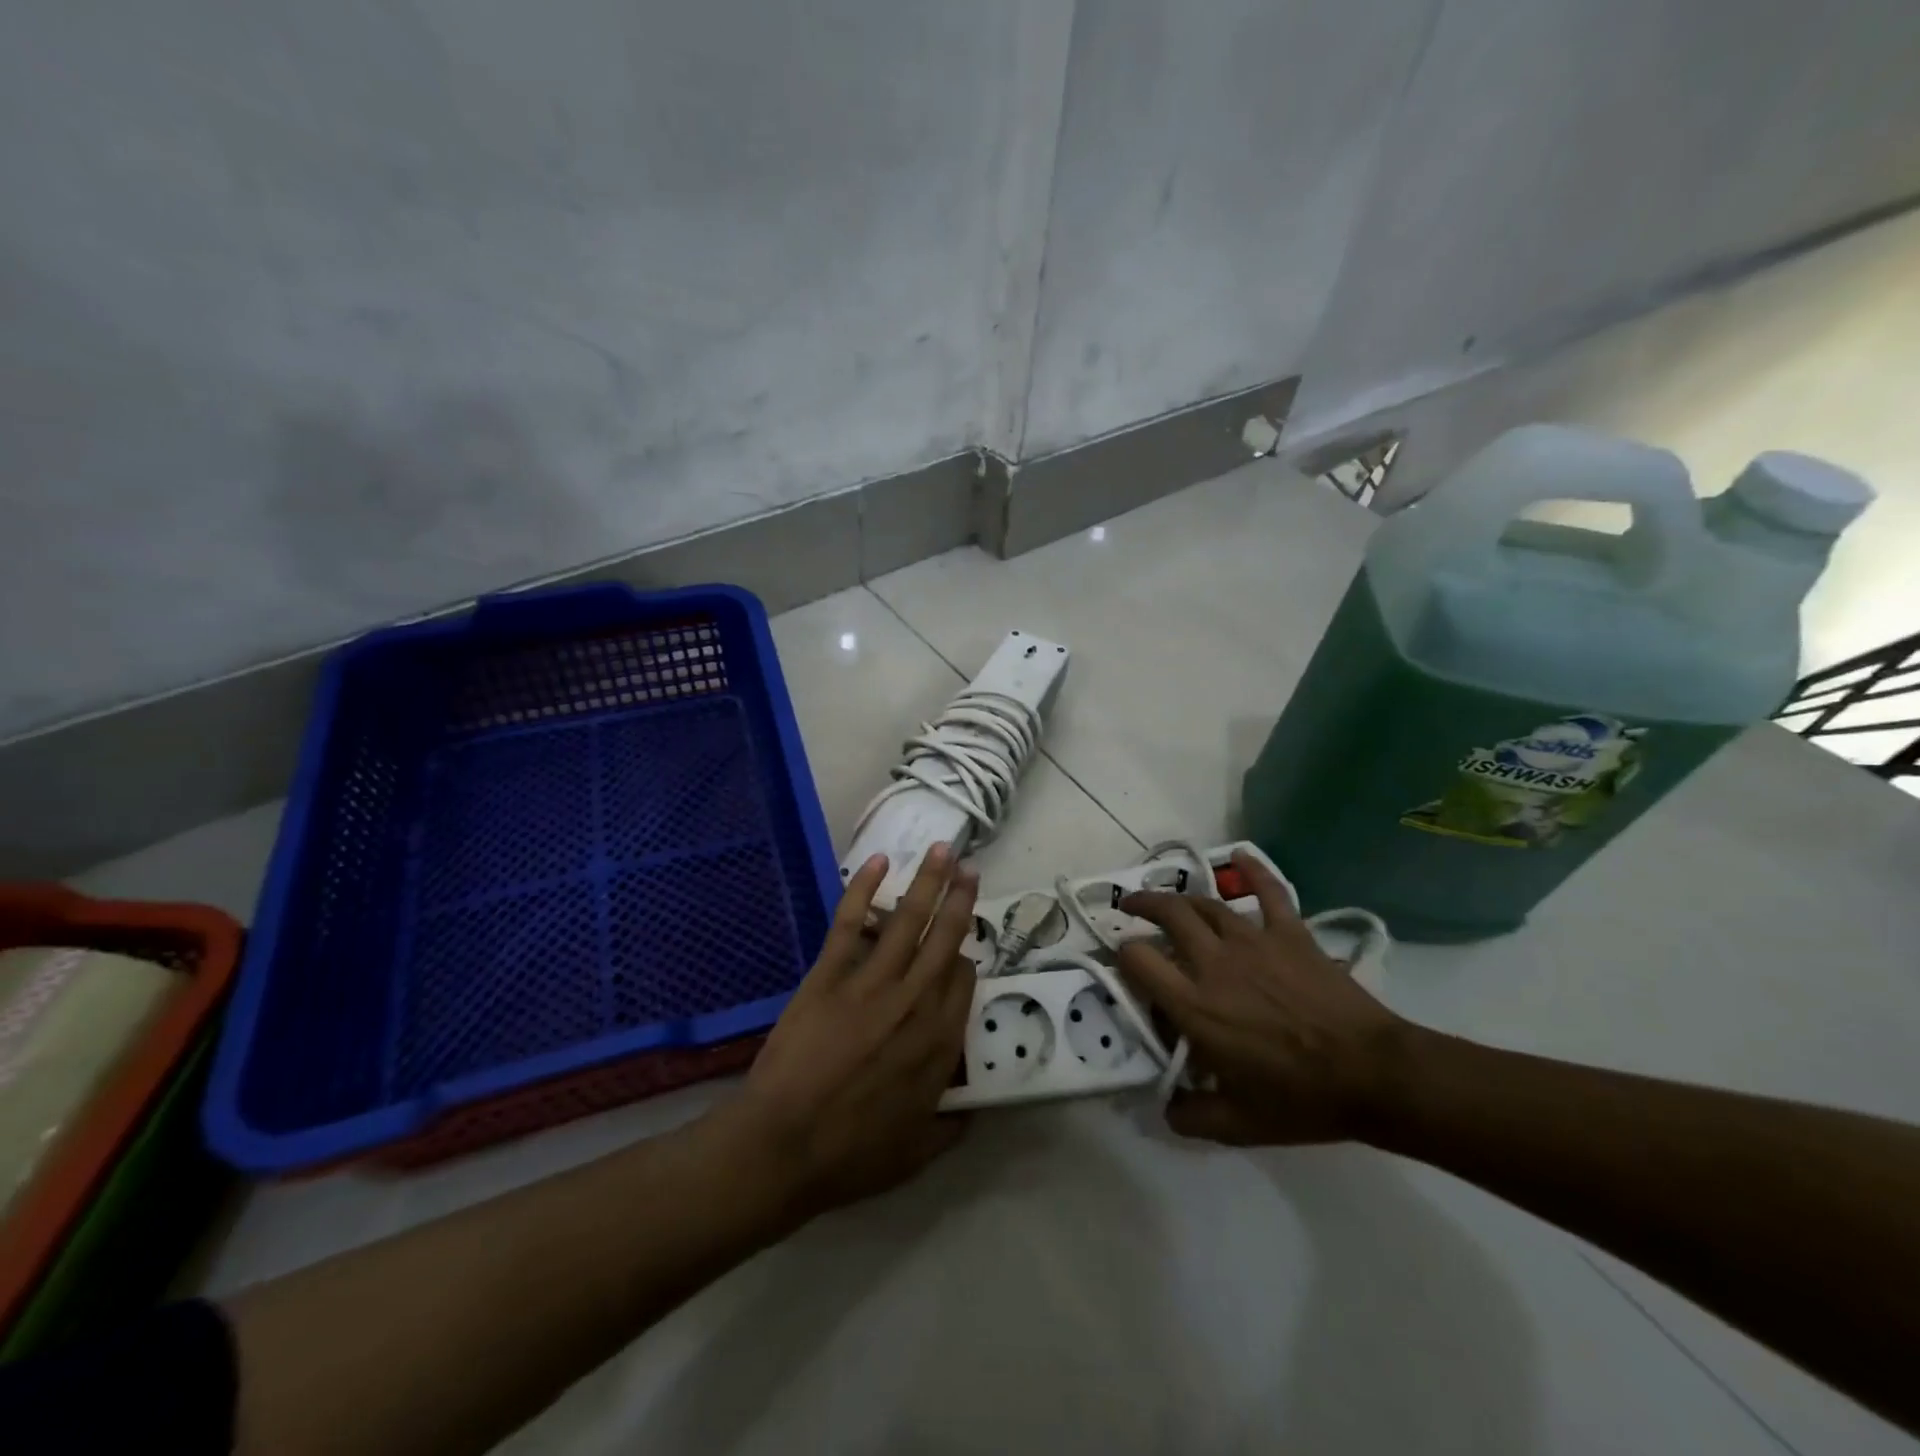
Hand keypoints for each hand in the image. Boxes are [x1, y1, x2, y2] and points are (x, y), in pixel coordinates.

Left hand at [726, 845, 977, 1216]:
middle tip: (970, 870)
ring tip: (944, 851)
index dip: (966, 960)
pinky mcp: (830, 974)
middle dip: (961, 900)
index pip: (964, 981)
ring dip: (929, 881)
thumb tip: (972, 1110)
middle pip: (946, 939)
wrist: (781, 1147)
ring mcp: (871, 983)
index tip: (962, 952)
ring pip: (909, 920)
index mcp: (939, 1043)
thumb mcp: (916, 1154)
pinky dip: (864, 889)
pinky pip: (850, 922)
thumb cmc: (849, 1155)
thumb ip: (951, 1128)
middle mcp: (915, 1002)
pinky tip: (879, 862)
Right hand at [1118, 851, 1410, 1145]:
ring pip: (1206, 904)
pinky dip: (1253, 870)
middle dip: (1142, 906)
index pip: (1138, 961)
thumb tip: (1165, 1108)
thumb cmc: (1301, 1099)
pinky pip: (1269, 892)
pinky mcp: (1290, 933)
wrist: (1374, 1075)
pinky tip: (1239, 854)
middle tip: (1131, 908)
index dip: (1122, 955)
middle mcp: (1214, 963)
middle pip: (1168, 916)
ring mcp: (1254, 942)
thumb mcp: (1238, 1124)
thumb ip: (1191, 1116)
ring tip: (1169, 897)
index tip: (1122, 961)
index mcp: (1194, 1005)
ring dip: (1181, 896)